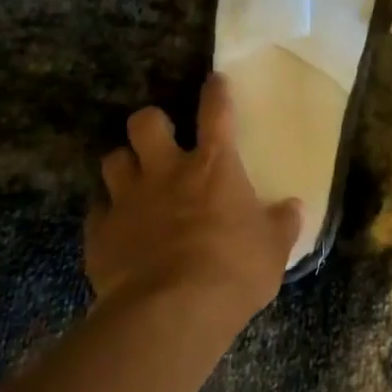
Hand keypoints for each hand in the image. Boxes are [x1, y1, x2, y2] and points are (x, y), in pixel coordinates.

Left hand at [84, 74, 301, 331]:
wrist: (171, 311)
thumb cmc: (233, 270)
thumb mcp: (273, 249)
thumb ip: (282, 224)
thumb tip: (294, 207)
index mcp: (214, 167)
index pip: (216, 113)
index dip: (216, 92)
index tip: (214, 80)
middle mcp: (167, 172)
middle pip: (146, 123)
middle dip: (151, 123)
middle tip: (161, 138)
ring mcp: (129, 200)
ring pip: (113, 159)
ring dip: (124, 164)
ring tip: (134, 180)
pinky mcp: (101, 233)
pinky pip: (97, 211)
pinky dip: (108, 214)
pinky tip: (117, 228)